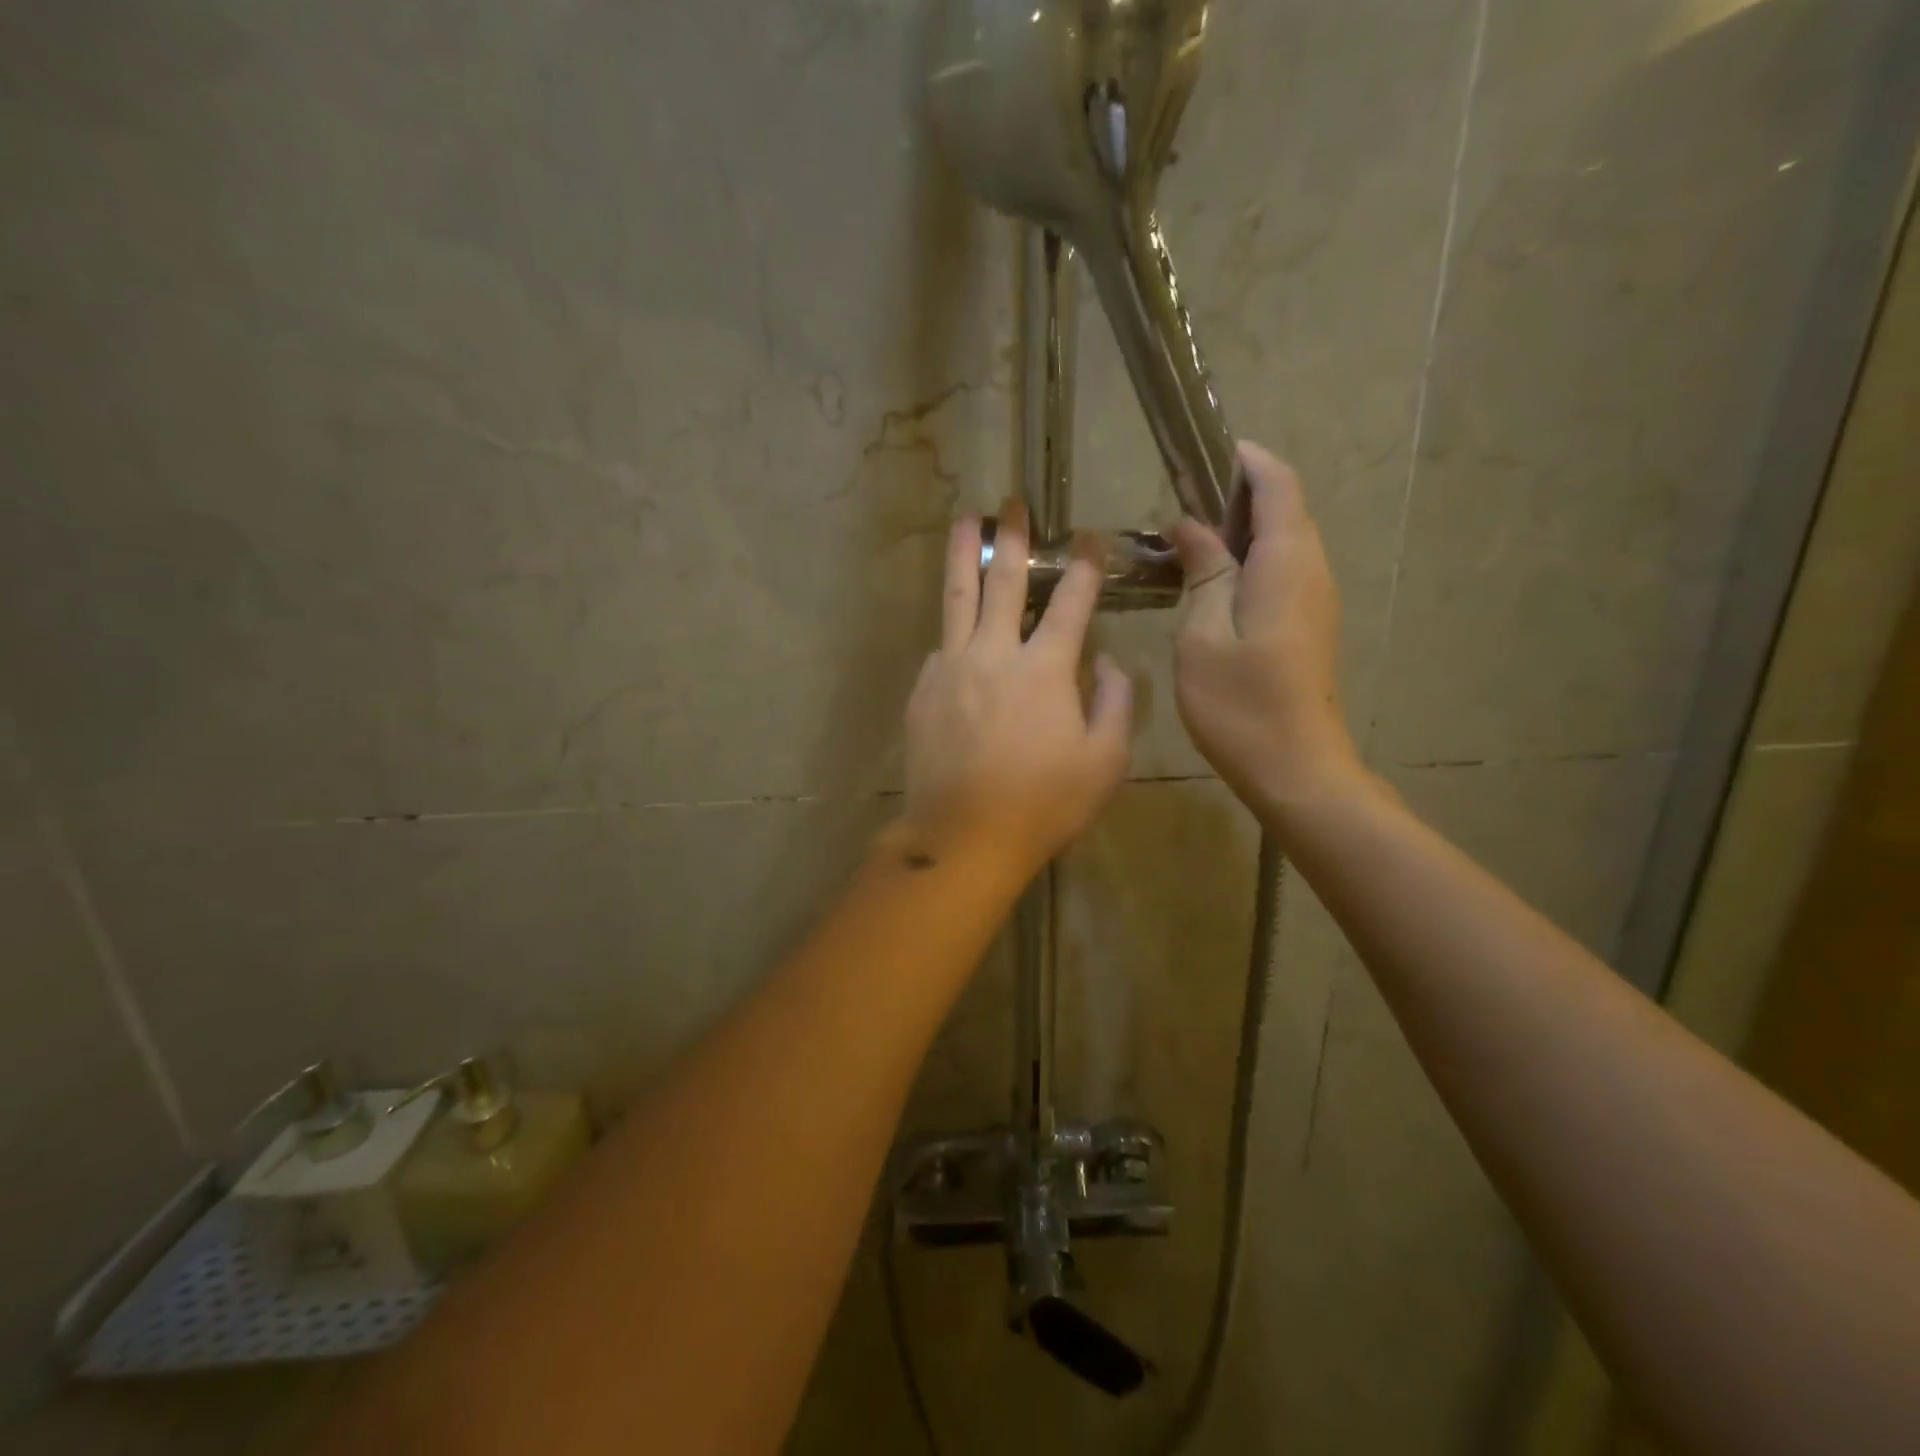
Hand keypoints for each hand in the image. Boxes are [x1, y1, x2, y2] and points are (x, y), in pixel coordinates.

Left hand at [900, 502, 1133, 880]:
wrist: (964, 836)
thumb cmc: (1043, 803)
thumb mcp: (1105, 761)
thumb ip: (1115, 703)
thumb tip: (1107, 662)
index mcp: (1045, 669)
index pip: (1071, 602)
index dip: (1084, 566)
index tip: (1090, 538)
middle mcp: (995, 654)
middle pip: (1004, 582)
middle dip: (1012, 537)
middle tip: (1012, 502)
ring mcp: (952, 669)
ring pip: (957, 599)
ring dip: (963, 555)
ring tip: (964, 519)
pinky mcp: (924, 690)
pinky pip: (942, 648)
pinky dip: (955, 632)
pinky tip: (959, 631)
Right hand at [1169, 443, 1361, 826]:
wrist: (1296, 769)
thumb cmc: (1241, 703)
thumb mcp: (1204, 634)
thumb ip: (1203, 571)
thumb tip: (1191, 523)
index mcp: (1286, 562)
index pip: (1277, 484)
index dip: (1245, 460)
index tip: (1200, 453)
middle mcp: (1312, 570)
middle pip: (1284, 508)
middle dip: (1237, 493)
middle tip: (1178, 502)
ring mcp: (1315, 599)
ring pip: (1283, 541)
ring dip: (1240, 529)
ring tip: (1186, 541)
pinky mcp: (1309, 624)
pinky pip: (1282, 571)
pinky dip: (1249, 560)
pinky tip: (1210, 583)